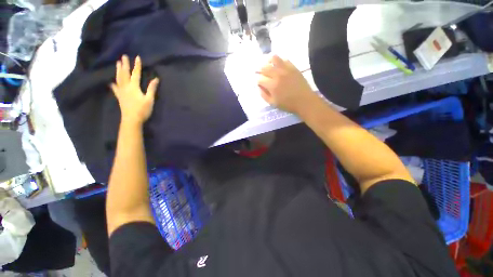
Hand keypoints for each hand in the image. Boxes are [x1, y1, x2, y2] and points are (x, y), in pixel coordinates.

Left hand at [111, 55, 158, 125]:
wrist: (132, 120)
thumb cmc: (142, 110)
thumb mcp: (149, 99)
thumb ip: (151, 89)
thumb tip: (156, 79)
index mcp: (134, 87)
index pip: (136, 74)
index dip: (137, 65)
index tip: (137, 57)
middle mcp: (126, 87)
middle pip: (124, 74)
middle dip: (124, 64)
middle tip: (123, 56)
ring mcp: (121, 92)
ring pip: (118, 78)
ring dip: (118, 70)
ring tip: (117, 63)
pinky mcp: (119, 97)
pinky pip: (115, 88)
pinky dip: (113, 84)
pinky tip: (111, 82)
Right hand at [257, 55, 315, 113]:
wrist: (304, 101)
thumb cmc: (287, 104)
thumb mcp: (273, 103)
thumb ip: (264, 95)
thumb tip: (259, 87)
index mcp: (272, 86)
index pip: (260, 79)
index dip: (258, 81)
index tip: (259, 83)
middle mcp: (278, 75)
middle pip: (264, 67)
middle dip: (260, 70)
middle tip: (261, 73)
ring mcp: (286, 69)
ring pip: (274, 59)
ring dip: (268, 61)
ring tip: (268, 64)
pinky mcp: (293, 67)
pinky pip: (284, 60)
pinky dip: (279, 61)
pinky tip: (279, 66)